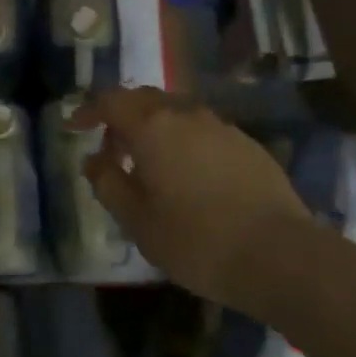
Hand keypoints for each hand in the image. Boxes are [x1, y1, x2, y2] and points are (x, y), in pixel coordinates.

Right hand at [75, 88, 313, 311]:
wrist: (281, 256)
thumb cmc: (196, 240)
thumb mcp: (137, 220)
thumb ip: (108, 183)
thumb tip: (94, 160)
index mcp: (152, 126)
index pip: (111, 100)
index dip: (89, 110)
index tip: (75, 127)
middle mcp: (186, 114)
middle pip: (145, 100)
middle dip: (122, 117)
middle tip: (112, 149)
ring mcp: (222, 126)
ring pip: (176, 113)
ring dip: (155, 129)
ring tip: (150, 164)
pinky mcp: (247, 144)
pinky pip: (203, 131)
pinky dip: (184, 142)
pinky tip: (189, 176)